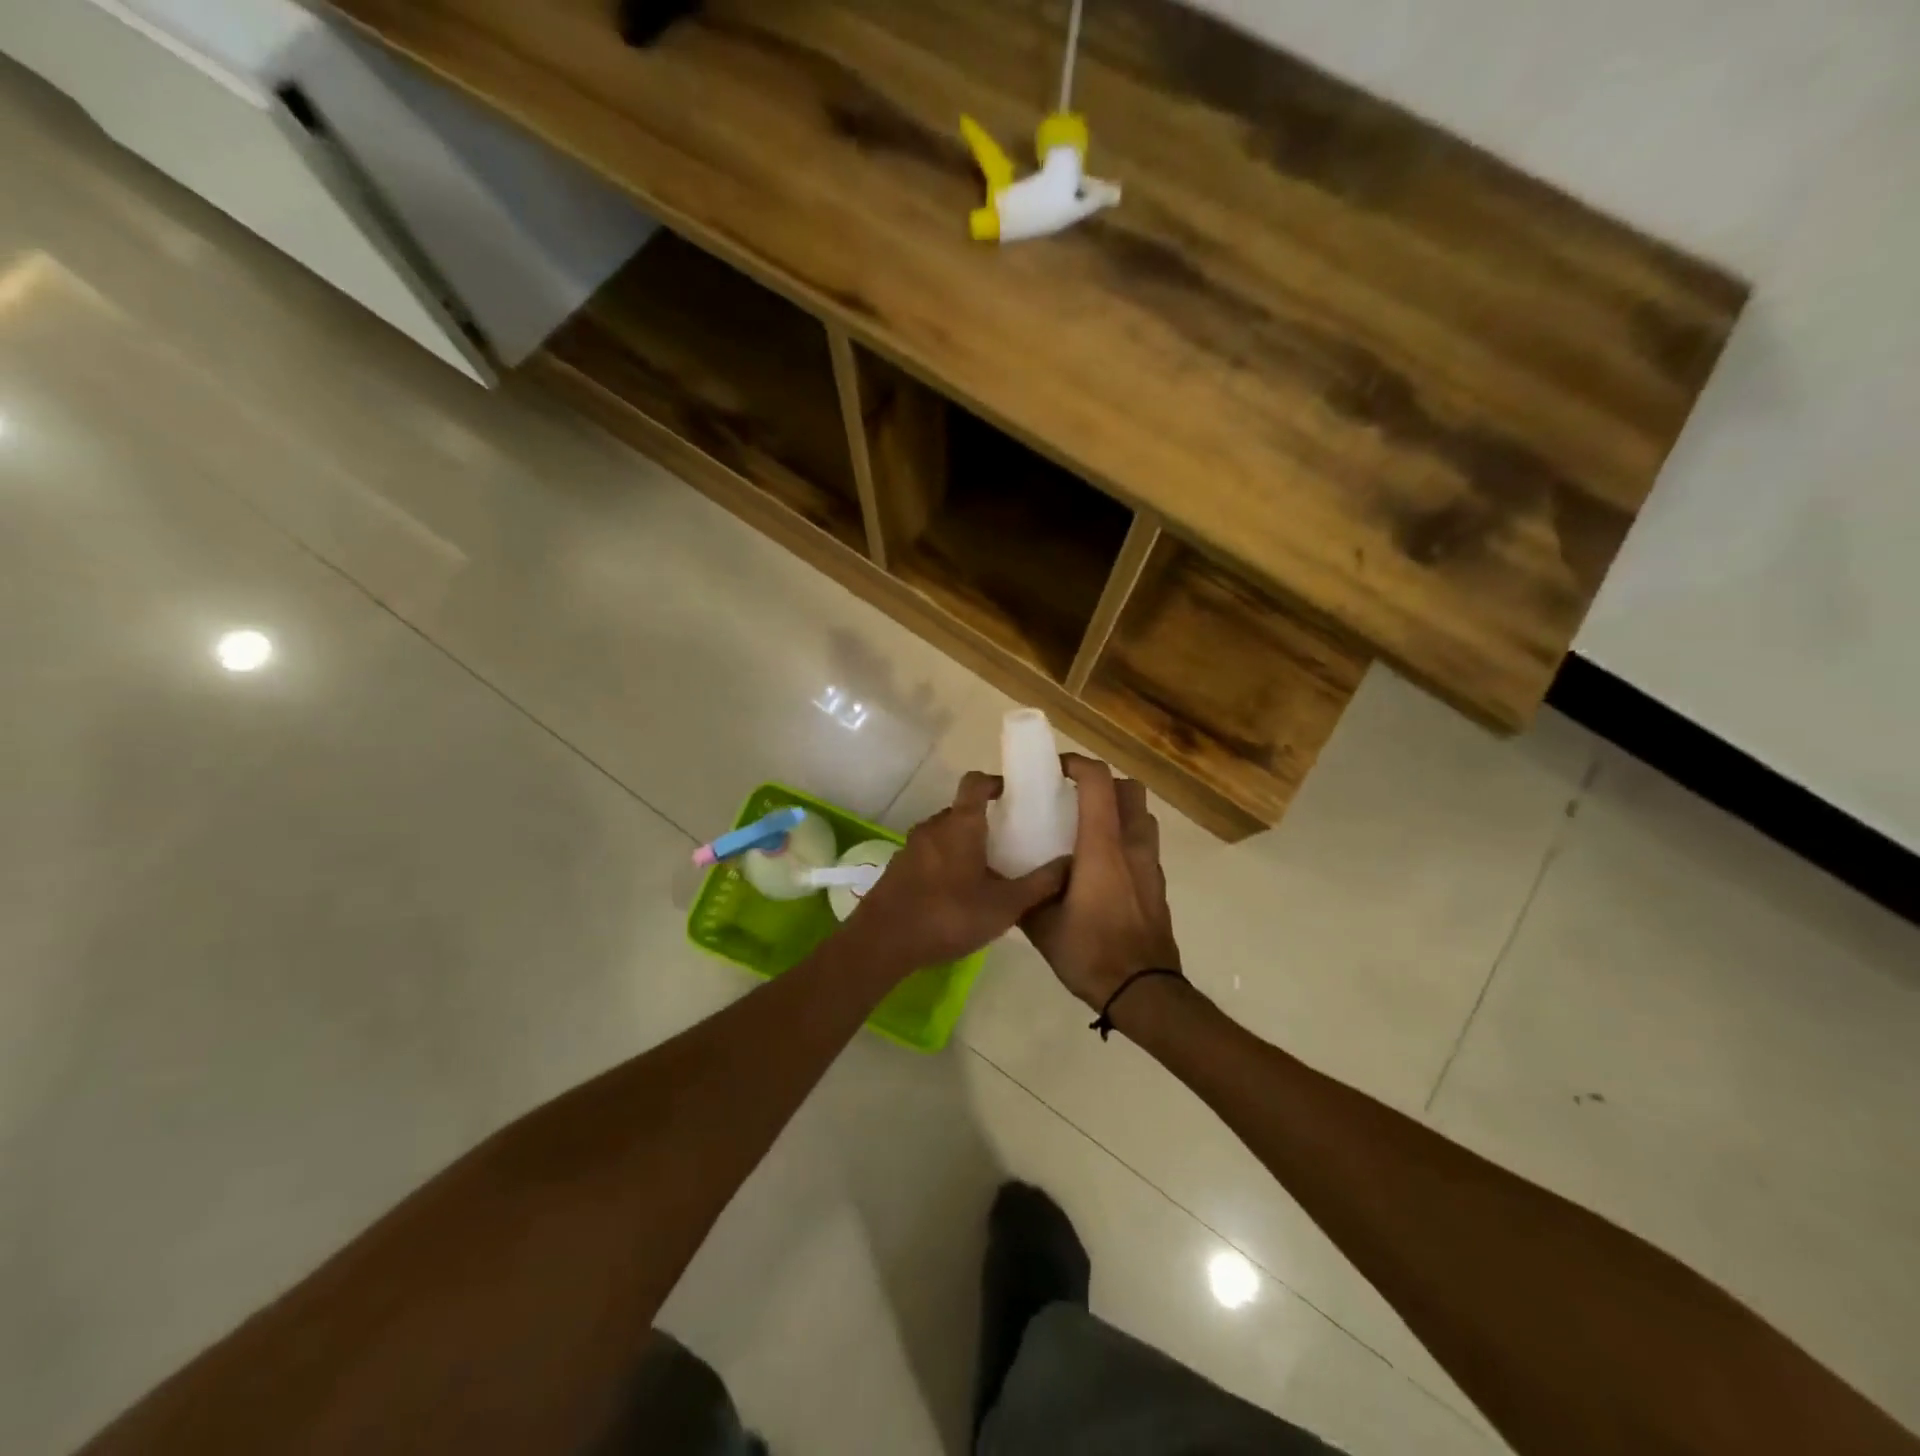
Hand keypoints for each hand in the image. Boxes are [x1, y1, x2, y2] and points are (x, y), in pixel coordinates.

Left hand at [844, 772, 1068, 975]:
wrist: (882, 942)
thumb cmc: (948, 915)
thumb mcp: (1004, 906)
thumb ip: (1039, 885)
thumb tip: (1070, 863)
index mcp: (960, 824)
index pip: (975, 782)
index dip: (995, 782)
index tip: (1013, 795)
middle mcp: (933, 827)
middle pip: (961, 811)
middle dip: (985, 821)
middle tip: (1010, 842)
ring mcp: (911, 847)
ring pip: (945, 835)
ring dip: (964, 845)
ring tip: (988, 871)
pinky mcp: (898, 868)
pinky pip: (929, 855)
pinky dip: (946, 863)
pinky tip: (958, 893)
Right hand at [1021, 755, 1180, 1009]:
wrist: (1143, 991)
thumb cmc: (1090, 952)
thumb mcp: (1042, 924)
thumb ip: (1027, 893)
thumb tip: (1012, 878)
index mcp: (1102, 847)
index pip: (1099, 783)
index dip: (1078, 764)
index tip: (1055, 769)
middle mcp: (1132, 846)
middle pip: (1130, 790)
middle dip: (1104, 783)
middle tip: (1075, 799)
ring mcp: (1150, 866)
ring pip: (1142, 816)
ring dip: (1119, 811)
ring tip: (1088, 830)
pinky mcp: (1157, 886)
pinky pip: (1144, 845)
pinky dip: (1126, 839)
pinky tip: (1103, 867)